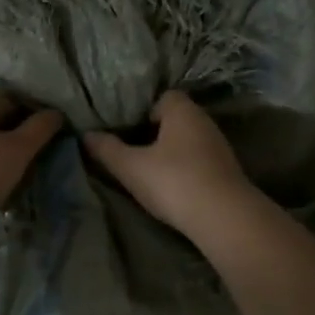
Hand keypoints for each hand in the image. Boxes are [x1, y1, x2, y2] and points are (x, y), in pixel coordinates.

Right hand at [83, 91, 258, 241]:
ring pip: (189, 142)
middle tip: (134, 152)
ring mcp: (220, 147)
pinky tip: (174, 188)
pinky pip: (200, 161)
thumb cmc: (173, 181)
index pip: (164, 97)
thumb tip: (86, 135)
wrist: (224, 218)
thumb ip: (107, 150)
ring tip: (151, 172)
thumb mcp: (131, 167)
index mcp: (183, 111)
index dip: (145, 111)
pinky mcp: (227, 172)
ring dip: (172, 154)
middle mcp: (205, 122)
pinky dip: (187, 170)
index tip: (129, 131)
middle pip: (176, 119)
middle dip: (156, 133)